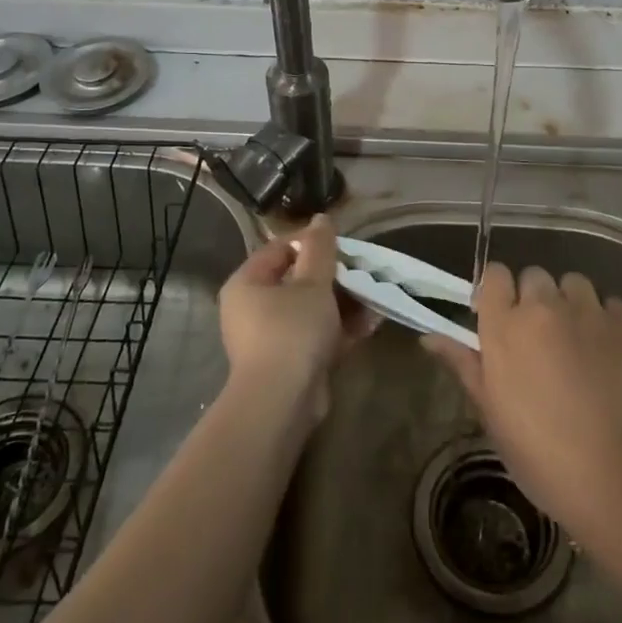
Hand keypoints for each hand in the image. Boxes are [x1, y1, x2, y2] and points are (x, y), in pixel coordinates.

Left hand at [218, 213, 372, 418]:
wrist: (282, 403)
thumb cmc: (292, 331)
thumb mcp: (312, 283)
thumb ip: (320, 248)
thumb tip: (321, 218)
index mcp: (247, 283)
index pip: (281, 248)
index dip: (313, 242)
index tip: (344, 244)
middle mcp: (252, 308)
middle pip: (297, 280)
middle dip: (335, 276)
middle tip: (363, 271)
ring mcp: (270, 338)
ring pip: (311, 309)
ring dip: (343, 303)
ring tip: (374, 296)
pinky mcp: (288, 362)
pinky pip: (315, 335)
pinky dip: (339, 329)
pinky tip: (371, 323)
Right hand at [423, 262, 621, 532]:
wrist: (614, 475)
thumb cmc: (540, 453)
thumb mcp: (491, 412)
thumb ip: (464, 364)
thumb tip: (429, 337)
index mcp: (504, 326)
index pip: (495, 274)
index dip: (498, 291)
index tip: (502, 315)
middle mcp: (543, 307)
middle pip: (534, 276)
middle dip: (535, 299)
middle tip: (541, 337)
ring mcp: (588, 312)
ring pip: (574, 283)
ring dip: (571, 304)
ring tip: (577, 340)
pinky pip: (612, 304)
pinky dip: (607, 320)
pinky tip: (608, 351)